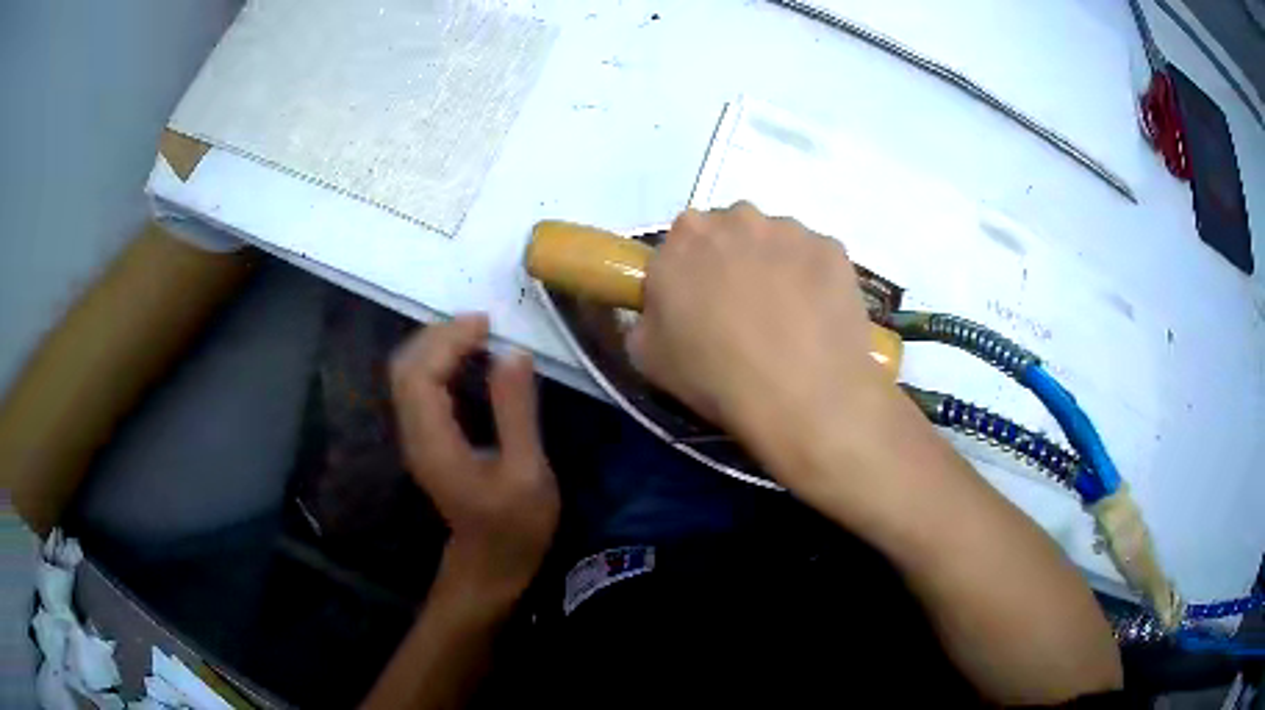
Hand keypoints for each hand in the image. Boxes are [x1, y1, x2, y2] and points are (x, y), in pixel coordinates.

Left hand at [390, 314, 558, 599]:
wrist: (491, 564)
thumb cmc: (515, 526)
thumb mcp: (528, 472)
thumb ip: (516, 411)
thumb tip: (513, 352)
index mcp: (434, 443)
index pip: (420, 374)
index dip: (447, 341)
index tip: (487, 324)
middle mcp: (415, 435)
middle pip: (405, 368)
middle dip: (437, 335)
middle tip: (483, 323)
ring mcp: (417, 437)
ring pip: (408, 375)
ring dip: (437, 346)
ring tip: (478, 333)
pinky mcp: (426, 439)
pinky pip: (421, 387)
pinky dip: (440, 363)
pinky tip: (469, 359)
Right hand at [628, 203, 891, 482]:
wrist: (801, 397)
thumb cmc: (715, 377)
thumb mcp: (647, 356)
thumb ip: (645, 317)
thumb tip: (661, 310)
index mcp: (685, 236)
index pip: (681, 242)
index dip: (690, 273)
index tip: (700, 305)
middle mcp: (737, 218)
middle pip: (731, 231)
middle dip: (733, 260)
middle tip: (743, 310)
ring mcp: (790, 230)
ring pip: (777, 241)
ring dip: (776, 266)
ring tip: (788, 318)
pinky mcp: (832, 248)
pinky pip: (815, 258)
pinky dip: (814, 280)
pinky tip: (817, 319)